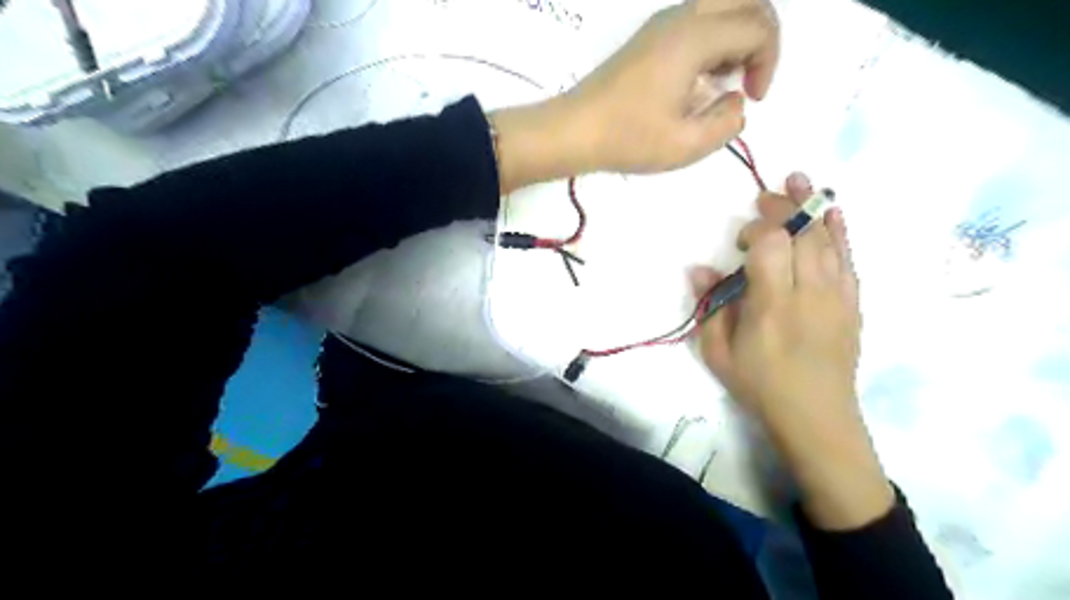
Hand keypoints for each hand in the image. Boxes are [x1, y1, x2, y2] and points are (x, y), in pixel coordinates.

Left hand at [564, 0, 783, 172]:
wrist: (574, 130)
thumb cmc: (627, 138)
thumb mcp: (685, 145)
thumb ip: (726, 123)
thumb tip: (736, 101)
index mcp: (695, 37)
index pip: (759, 26)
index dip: (768, 62)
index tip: (752, 99)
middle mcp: (681, 17)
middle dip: (760, 37)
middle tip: (748, 79)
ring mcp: (662, 23)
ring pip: (721, 5)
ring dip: (735, 36)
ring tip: (722, 82)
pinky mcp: (649, 36)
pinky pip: (697, 19)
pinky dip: (713, 39)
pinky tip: (699, 79)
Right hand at [690, 174, 891, 528]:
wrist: (816, 415)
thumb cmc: (759, 385)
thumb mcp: (718, 352)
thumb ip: (709, 307)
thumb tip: (698, 269)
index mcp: (772, 305)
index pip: (770, 245)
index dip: (757, 228)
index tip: (741, 240)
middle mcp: (809, 293)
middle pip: (802, 233)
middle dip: (785, 206)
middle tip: (767, 193)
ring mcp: (837, 296)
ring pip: (828, 240)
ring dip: (814, 207)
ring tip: (800, 180)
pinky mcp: (853, 303)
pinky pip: (849, 258)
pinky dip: (841, 232)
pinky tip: (834, 213)